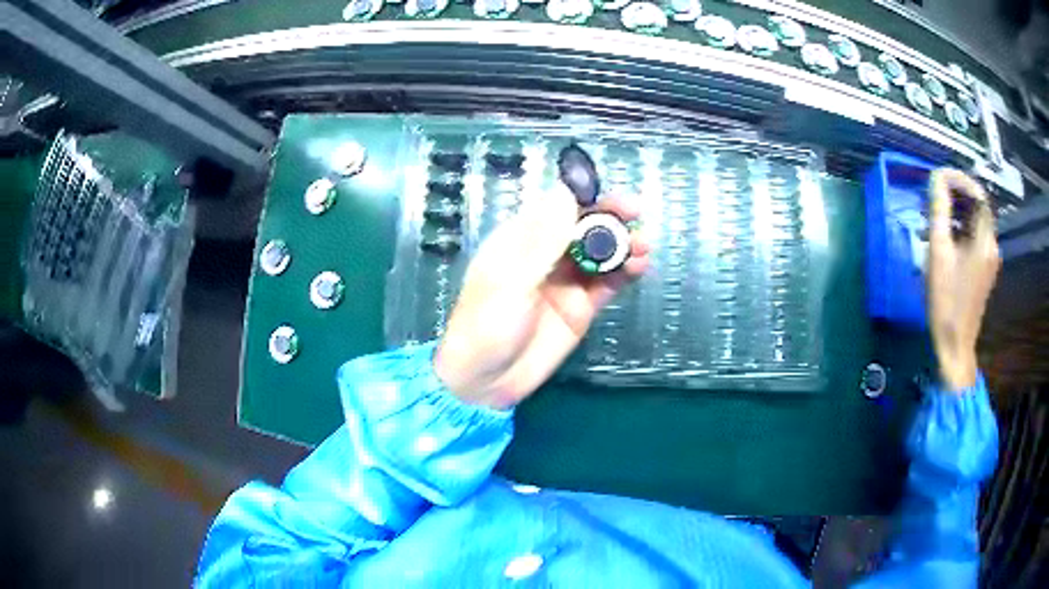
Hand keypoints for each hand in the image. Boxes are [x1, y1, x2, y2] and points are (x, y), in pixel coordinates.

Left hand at [434, 186, 650, 408]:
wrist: (486, 382)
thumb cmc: (486, 325)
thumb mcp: (510, 280)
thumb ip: (542, 240)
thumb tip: (566, 193)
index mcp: (521, 240)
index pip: (557, 207)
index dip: (585, 197)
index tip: (609, 194)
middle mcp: (546, 255)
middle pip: (584, 226)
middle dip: (610, 217)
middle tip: (636, 214)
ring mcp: (566, 282)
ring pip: (600, 253)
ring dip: (623, 244)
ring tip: (643, 247)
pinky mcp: (581, 307)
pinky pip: (607, 283)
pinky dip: (625, 272)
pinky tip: (639, 267)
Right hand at [927, 169, 1000, 391]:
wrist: (955, 346)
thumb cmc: (946, 301)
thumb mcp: (939, 252)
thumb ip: (939, 211)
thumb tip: (936, 178)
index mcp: (985, 241)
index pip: (978, 195)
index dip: (960, 180)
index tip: (939, 178)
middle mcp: (992, 246)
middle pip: (978, 207)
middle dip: (956, 195)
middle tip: (933, 197)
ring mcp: (990, 260)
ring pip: (975, 222)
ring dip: (957, 213)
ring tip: (935, 217)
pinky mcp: (984, 270)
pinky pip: (975, 238)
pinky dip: (961, 229)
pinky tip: (945, 238)